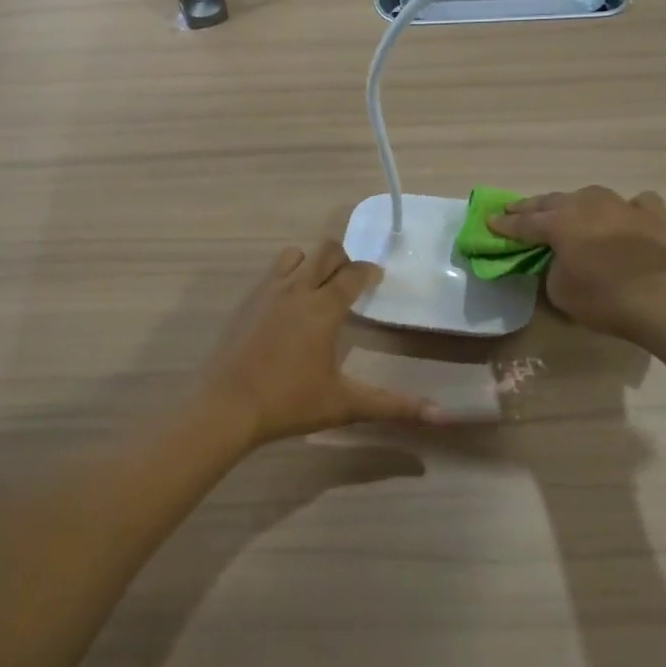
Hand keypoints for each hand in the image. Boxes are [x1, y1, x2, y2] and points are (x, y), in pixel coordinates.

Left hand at [202, 241, 443, 444]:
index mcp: (323, 307)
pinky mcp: (244, 302)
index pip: (354, 273)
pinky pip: (271, 274)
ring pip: (294, 255)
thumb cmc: (288, 402)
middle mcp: (296, 289)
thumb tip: (441, 415)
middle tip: (350, 282)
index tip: (377, 278)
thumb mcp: (345, 404)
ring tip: (317, 289)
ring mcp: (266, 292)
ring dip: (310, 263)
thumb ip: (393, 406)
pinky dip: (285, 278)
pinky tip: (286, 308)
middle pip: (325, 251)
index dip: (369, 271)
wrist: (224, 406)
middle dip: (342, 259)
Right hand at [489, 187, 665, 337]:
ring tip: (568, 209)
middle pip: (552, 202)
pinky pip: (636, 203)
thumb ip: (551, 269)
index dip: (505, 225)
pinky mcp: (652, 215)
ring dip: (575, 203)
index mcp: (558, 222)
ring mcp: (621, 205)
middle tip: (515, 209)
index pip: (524, 223)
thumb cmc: (601, 297)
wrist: (659, 298)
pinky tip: (624, 216)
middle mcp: (586, 204)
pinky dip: (626, 209)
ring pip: (590, 195)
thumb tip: (558, 261)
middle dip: (531, 207)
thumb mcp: (559, 291)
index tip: (491, 222)